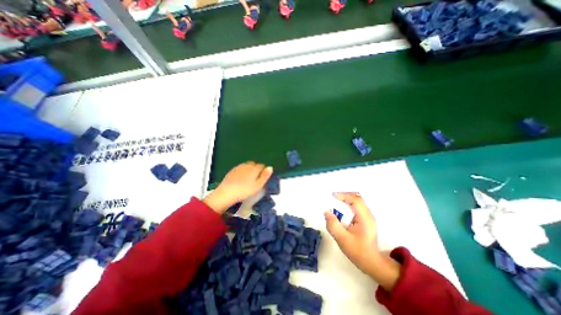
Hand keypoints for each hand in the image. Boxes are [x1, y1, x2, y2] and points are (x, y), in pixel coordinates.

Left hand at [204, 162, 272, 213]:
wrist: (227, 192)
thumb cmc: (245, 190)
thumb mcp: (258, 185)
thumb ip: (265, 176)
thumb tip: (270, 167)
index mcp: (254, 168)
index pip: (262, 166)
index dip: (263, 171)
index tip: (263, 177)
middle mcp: (247, 165)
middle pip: (254, 164)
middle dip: (256, 169)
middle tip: (256, 178)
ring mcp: (239, 167)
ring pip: (247, 165)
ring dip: (249, 169)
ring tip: (248, 178)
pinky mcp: (232, 170)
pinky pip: (240, 168)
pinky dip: (242, 171)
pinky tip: (241, 178)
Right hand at [322, 192, 400, 290]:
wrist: (372, 263)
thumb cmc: (358, 251)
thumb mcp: (342, 239)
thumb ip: (333, 225)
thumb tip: (326, 211)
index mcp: (365, 218)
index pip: (355, 200)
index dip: (343, 195)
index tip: (332, 196)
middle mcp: (368, 214)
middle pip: (357, 198)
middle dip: (344, 196)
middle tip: (332, 198)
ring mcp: (368, 216)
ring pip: (357, 201)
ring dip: (346, 200)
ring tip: (335, 202)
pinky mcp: (365, 219)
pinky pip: (356, 206)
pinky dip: (348, 205)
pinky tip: (341, 210)